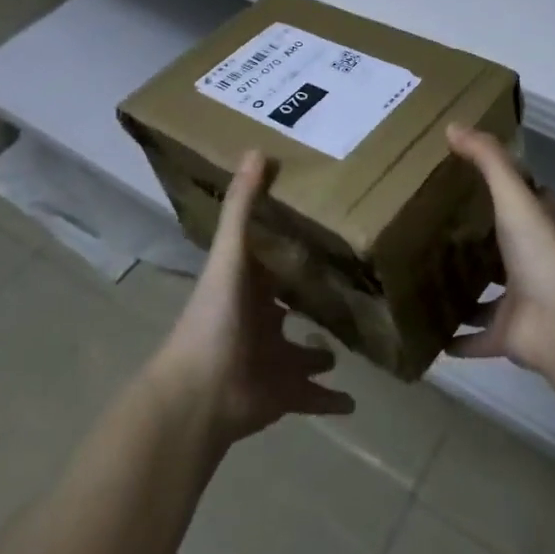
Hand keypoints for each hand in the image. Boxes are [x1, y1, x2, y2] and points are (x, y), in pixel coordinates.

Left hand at [153, 151, 355, 445]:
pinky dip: (331, 401)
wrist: (200, 394)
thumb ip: (242, 207)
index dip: (286, 251)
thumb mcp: (231, 255)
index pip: (269, 265)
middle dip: (308, 302)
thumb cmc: (215, 318)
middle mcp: (259, 323)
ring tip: (351, 342)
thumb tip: (257, 150)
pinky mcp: (283, 396)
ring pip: (301, 356)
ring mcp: (272, 362)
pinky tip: (355, 403)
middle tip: (345, 286)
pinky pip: (312, 399)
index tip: (318, 233)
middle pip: (287, 310)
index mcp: (245, 289)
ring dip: (320, 353)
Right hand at [445, 124, 554, 377]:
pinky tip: (427, 333)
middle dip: (478, 246)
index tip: (480, 185)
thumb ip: (487, 160)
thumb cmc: (539, 252)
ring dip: (464, 294)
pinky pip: (475, 340)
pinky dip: (455, 340)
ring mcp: (518, 303)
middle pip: (503, 253)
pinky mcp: (504, 337)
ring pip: (487, 297)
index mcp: (535, 230)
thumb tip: (453, 126)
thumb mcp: (513, 196)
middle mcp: (529, 265)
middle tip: (437, 233)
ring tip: (423, 279)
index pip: (531, 206)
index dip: (516, 195)